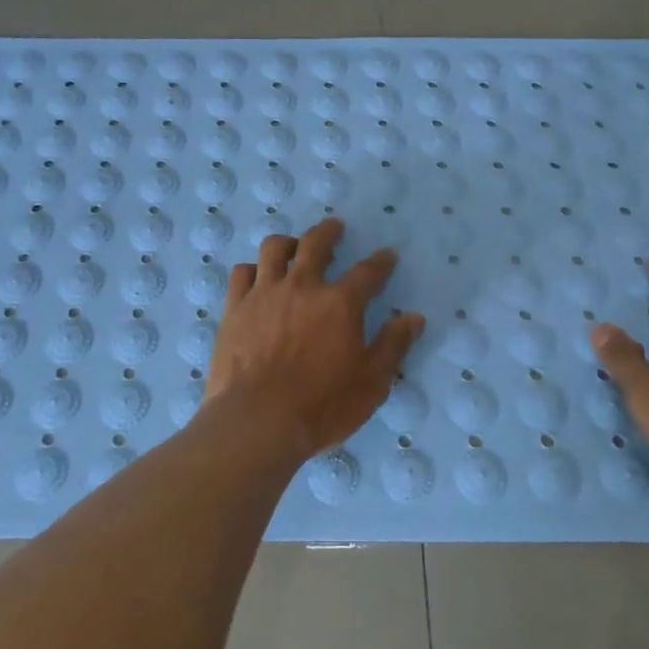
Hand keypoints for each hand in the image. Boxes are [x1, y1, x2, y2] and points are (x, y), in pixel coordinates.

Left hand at [200, 218, 426, 461]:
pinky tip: (256, 277)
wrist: (258, 420)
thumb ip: (393, 345)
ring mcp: (264, 293)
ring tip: (293, 246)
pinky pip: (242, 273)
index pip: (368, 272)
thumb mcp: (371, 383)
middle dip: (329, 232)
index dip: (381, 262)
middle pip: (316, 243)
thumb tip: (414, 317)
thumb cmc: (322, 406)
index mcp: (340, 303)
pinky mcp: (235, 307)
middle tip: (335, 228)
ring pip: (274, 249)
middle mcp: (302, 286)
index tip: (387, 256)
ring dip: (288, 242)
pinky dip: (252, 269)